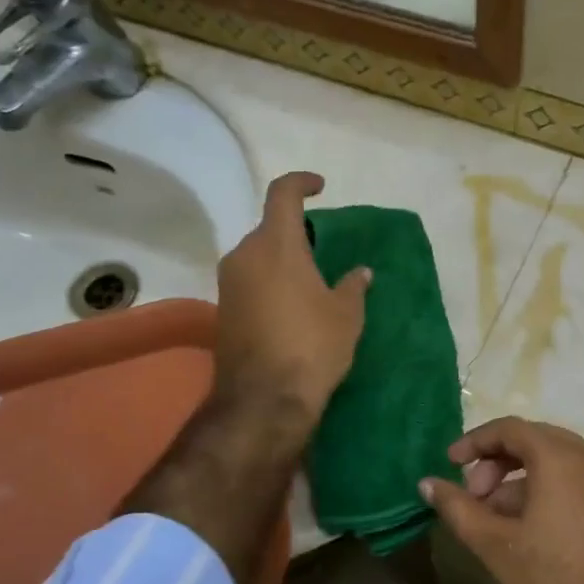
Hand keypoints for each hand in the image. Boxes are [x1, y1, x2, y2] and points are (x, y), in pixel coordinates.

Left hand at [215, 172, 369, 423]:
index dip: (302, 183)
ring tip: (310, 283)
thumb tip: (361, 272)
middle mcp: (245, 255)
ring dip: (282, 260)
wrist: (264, 400)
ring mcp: (228, 283)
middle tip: (322, 252)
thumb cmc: (312, 346)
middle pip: (269, 228)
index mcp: (277, 245)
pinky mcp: (222, 309)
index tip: (320, 188)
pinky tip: (291, 307)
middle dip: (295, 233)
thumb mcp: (346, 315)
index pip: (283, 193)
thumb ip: (353, 286)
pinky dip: (270, 282)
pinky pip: (249, 280)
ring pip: (257, 256)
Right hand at [421, 418, 583, 583]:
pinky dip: (544, 488)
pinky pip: (574, 478)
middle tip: (472, 496)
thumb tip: (427, 484)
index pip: (511, 429)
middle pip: (534, 440)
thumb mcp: (494, 545)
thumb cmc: (551, 583)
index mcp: (562, 459)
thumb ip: (457, 508)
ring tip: (492, 517)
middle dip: (496, 462)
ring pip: (554, 460)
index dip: (475, 442)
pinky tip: (523, 526)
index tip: (450, 464)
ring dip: (518, 478)